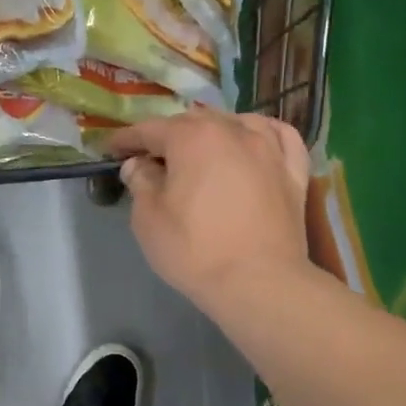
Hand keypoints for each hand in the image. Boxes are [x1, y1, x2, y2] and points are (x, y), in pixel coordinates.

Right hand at [109, 111, 311, 309]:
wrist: (258, 282)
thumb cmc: (194, 249)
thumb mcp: (149, 218)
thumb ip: (141, 182)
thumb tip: (139, 164)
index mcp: (192, 137)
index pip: (151, 129)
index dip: (127, 139)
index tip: (112, 150)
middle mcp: (233, 130)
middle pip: (193, 123)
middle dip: (168, 136)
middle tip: (151, 158)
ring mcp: (269, 148)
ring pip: (236, 124)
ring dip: (212, 132)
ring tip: (200, 150)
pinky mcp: (293, 171)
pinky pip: (279, 138)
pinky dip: (262, 134)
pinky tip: (254, 140)